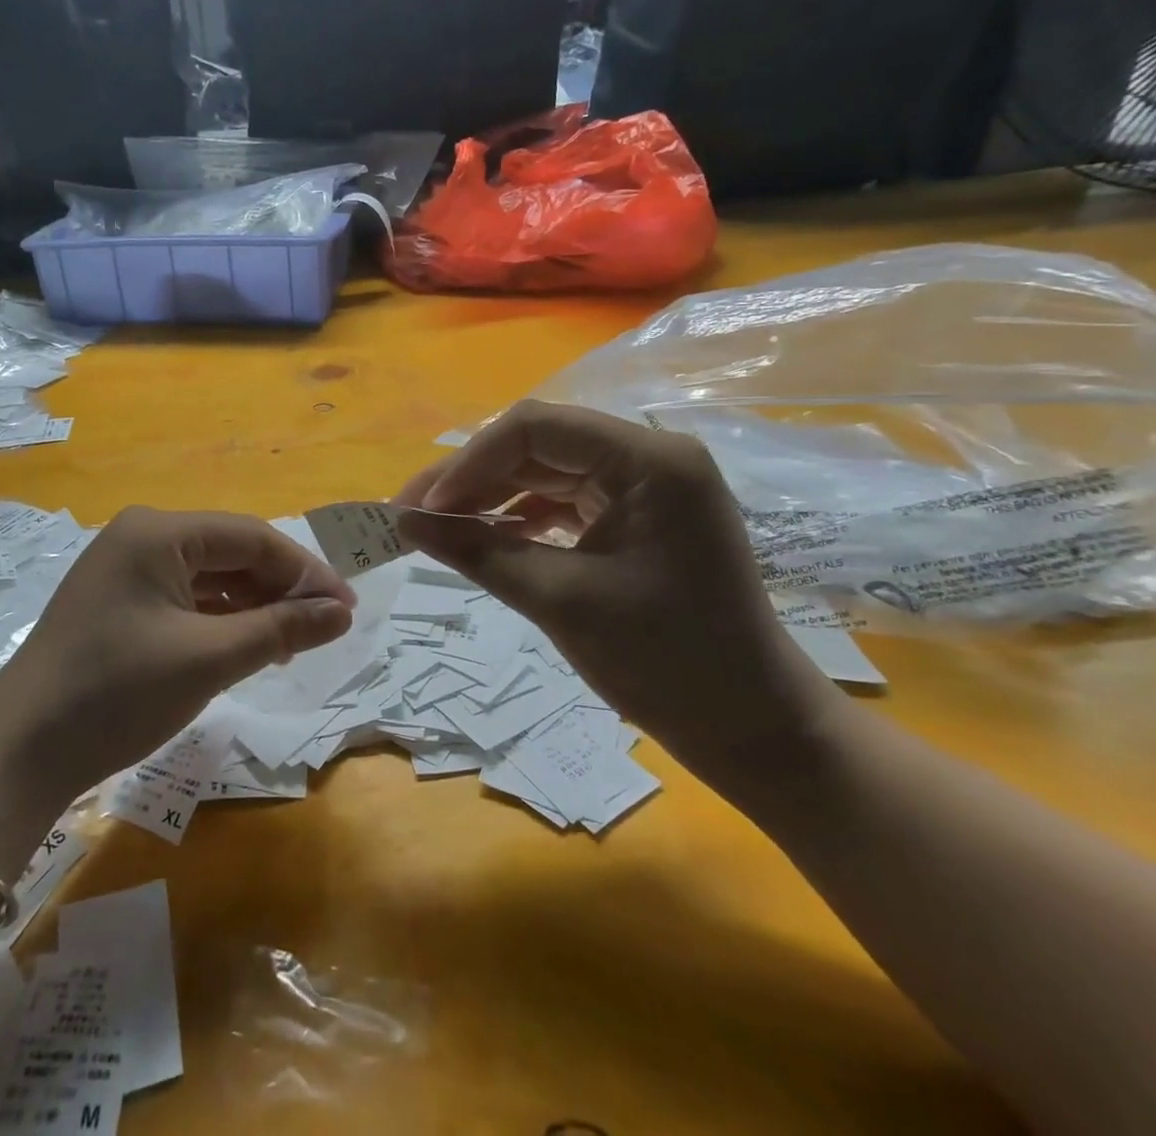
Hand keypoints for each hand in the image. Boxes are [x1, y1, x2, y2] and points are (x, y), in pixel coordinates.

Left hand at [0, 508, 355, 814]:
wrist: (19, 753)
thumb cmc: (117, 693)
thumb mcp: (208, 659)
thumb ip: (281, 628)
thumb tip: (342, 612)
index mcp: (158, 531)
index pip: (251, 537)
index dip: (305, 571)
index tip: (347, 608)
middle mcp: (141, 537)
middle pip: (230, 552)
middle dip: (280, 589)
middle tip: (326, 629)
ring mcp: (125, 569)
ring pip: (209, 577)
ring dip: (253, 606)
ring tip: (294, 642)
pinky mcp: (118, 603)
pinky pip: (184, 598)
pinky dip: (220, 620)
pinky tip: (248, 645)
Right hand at [395, 401, 842, 792]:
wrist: (752, 728)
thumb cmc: (667, 663)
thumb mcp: (560, 601)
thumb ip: (477, 552)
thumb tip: (403, 523)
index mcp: (649, 460)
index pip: (536, 428)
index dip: (469, 462)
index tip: (422, 509)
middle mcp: (649, 457)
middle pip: (538, 444)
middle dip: (471, 477)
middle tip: (413, 516)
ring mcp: (646, 486)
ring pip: (545, 471)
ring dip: (489, 495)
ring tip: (437, 526)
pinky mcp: (637, 515)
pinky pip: (563, 499)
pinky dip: (519, 516)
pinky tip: (484, 536)